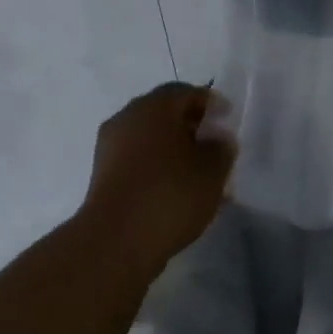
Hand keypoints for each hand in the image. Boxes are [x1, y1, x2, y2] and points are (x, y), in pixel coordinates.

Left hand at [80, 83, 234, 273]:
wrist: (116, 241)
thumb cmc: (170, 194)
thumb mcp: (212, 170)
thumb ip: (221, 148)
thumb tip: (217, 139)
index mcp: (153, 107)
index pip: (185, 92)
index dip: (210, 103)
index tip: (228, 120)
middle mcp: (127, 118)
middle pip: (164, 114)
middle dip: (191, 127)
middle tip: (216, 146)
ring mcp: (110, 148)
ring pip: (150, 140)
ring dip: (175, 150)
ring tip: (200, 174)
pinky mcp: (103, 176)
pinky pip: (138, 162)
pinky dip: (158, 168)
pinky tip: (177, 192)